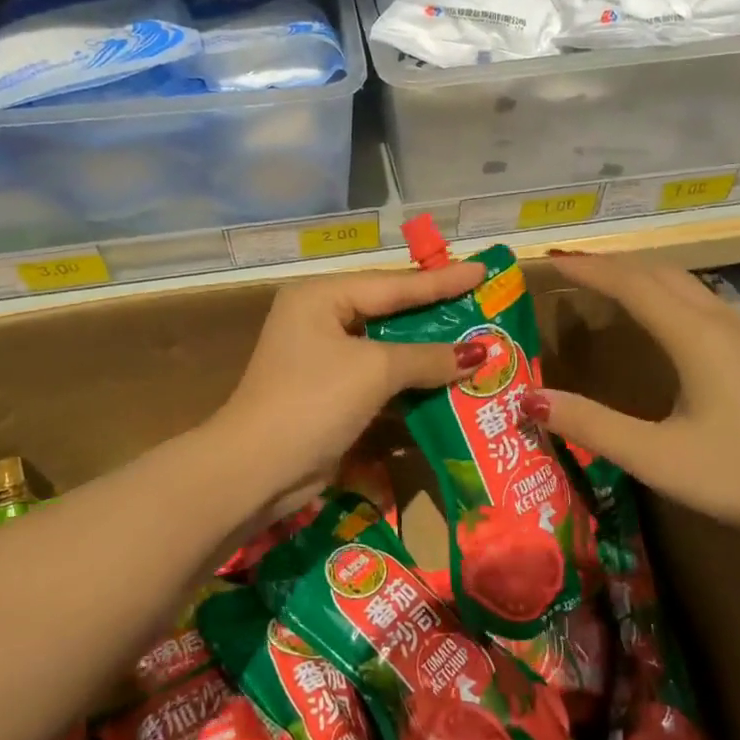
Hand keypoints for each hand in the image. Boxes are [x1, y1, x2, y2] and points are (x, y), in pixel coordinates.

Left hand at [216, 262, 488, 495]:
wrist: (257, 469)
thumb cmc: (314, 401)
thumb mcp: (375, 371)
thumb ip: (428, 357)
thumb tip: (480, 353)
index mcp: (321, 297)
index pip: (394, 284)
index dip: (442, 281)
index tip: (482, 269)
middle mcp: (319, 319)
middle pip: (390, 313)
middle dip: (436, 316)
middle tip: (482, 305)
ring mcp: (322, 358)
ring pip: (386, 347)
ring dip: (427, 353)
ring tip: (475, 343)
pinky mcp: (329, 392)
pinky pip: (378, 378)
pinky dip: (409, 381)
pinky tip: (445, 382)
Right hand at [521, 252, 739, 548]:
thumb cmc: (734, 477)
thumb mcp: (653, 457)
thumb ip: (589, 424)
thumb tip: (528, 398)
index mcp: (695, 337)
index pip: (631, 284)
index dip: (588, 269)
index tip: (549, 260)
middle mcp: (718, 321)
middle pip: (657, 272)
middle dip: (610, 264)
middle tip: (566, 268)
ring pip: (681, 281)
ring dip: (638, 274)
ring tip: (600, 282)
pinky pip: (696, 298)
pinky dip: (661, 290)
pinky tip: (650, 313)